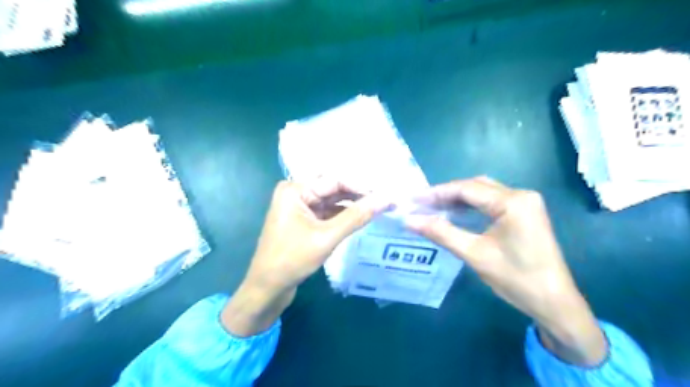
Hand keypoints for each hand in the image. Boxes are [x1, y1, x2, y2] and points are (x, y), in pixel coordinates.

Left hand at [224, 180, 389, 335]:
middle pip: (334, 189)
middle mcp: (297, 193)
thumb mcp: (327, 236)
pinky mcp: (304, 220)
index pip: (336, 181)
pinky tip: (362, 217)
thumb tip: (386, 199)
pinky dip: (344, 215)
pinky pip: (328, 212)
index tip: (387, 193)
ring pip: (333, 201)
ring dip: (353, 205)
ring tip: (379, 207)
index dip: (362, 187)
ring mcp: (300, 207)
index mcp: (295, 189)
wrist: (267, 288)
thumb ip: (357, 216)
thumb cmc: (293, 260)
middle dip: (359, 195)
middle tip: (386, 200)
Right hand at [405, 177, 604, 366]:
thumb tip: (409, 220)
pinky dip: (471, 206)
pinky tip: (455, 213)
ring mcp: (525, 203)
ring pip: (483, 192)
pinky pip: (491, 201)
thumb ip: (441, 233)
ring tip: (433, 208)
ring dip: (458, 198)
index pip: (466, 188)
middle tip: (422, 204)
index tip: (413, 199)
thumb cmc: (516, 279)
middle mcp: (521, 194)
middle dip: (446, 194)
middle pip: (475, 186)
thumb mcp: (474, 254)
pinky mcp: (524, 213)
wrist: (555, 303)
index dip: (437, 193)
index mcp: (512, 202)